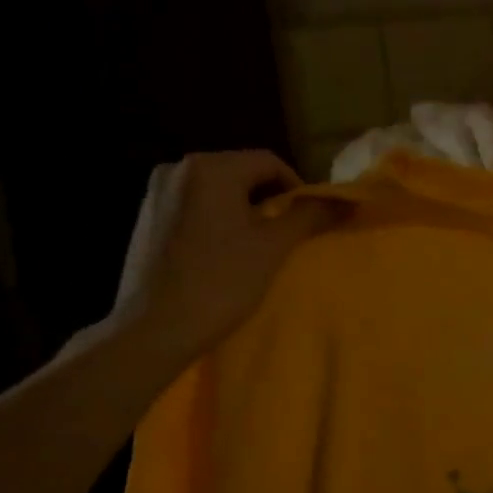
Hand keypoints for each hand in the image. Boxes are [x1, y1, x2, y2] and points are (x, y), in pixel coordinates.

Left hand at [107, 151, 345, 365]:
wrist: (152, 330)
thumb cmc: (219, 283)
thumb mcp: (273, 247)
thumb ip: (309, 215)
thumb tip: (346, 200)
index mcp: (210, 168)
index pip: (269, 163)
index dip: (297, 189)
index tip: (308, 221)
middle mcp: (178, 168)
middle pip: (242, 174)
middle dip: (269, 200)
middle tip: (286, 236)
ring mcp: (156, 192)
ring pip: (217, 191)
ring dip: (243, 212)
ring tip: (256, 247)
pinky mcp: (145, 217)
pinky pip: (194, 207)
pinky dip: (216, 221)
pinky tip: (222, 254)